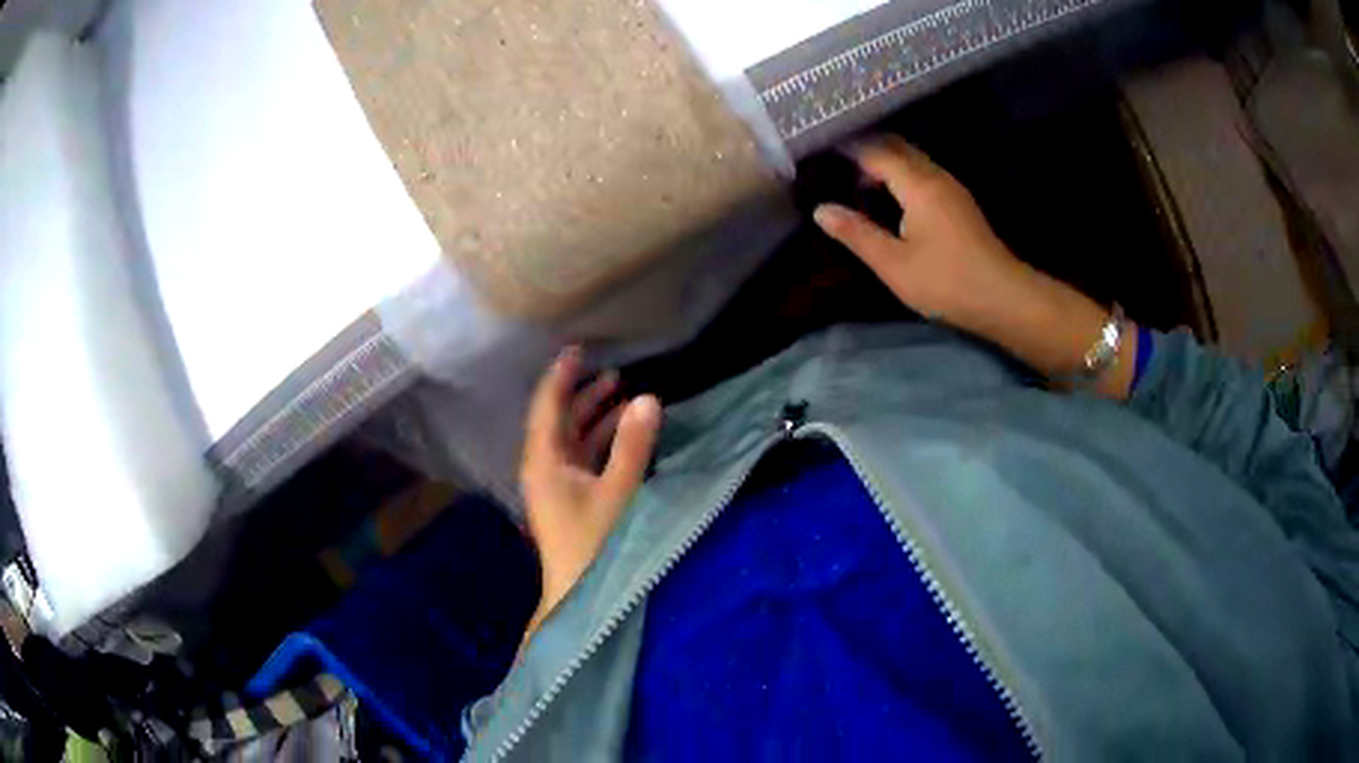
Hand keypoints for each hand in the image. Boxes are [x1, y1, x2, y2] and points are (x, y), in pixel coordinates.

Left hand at [519, 348, 660, 642]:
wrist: (577, 596)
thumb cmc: (593, 544)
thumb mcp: (618, 492)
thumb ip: (633, 446)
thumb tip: (648, 398)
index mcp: (543, 460)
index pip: (547, 405)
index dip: (561, 375)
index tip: (577, 348)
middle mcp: (544, 466)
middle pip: (559, 419)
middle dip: (583, 393)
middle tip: (612, 370)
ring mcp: (557, 484)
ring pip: (573, 438)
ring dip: (596, 416)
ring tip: (623, 393)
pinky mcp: (571, 498)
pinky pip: (584, 457)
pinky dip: (602, 440)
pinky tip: (625, 433)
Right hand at [813, 136, 1026, 326]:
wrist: (1003, 298)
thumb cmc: (947, 282)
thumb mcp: (894, 264)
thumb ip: (856, 234)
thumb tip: (821, 209)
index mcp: (917, 185)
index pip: (875, 151)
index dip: (847, 148)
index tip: (819, 151)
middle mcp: (935, 176)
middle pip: (897, 146)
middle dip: (866, 149)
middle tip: (835, 164)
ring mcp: (952, 188)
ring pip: (913, 159)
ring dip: (885, 162)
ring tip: (856, 182)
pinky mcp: (960, 202)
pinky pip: (924, 173)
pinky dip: (901, 175)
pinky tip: (890, 198)